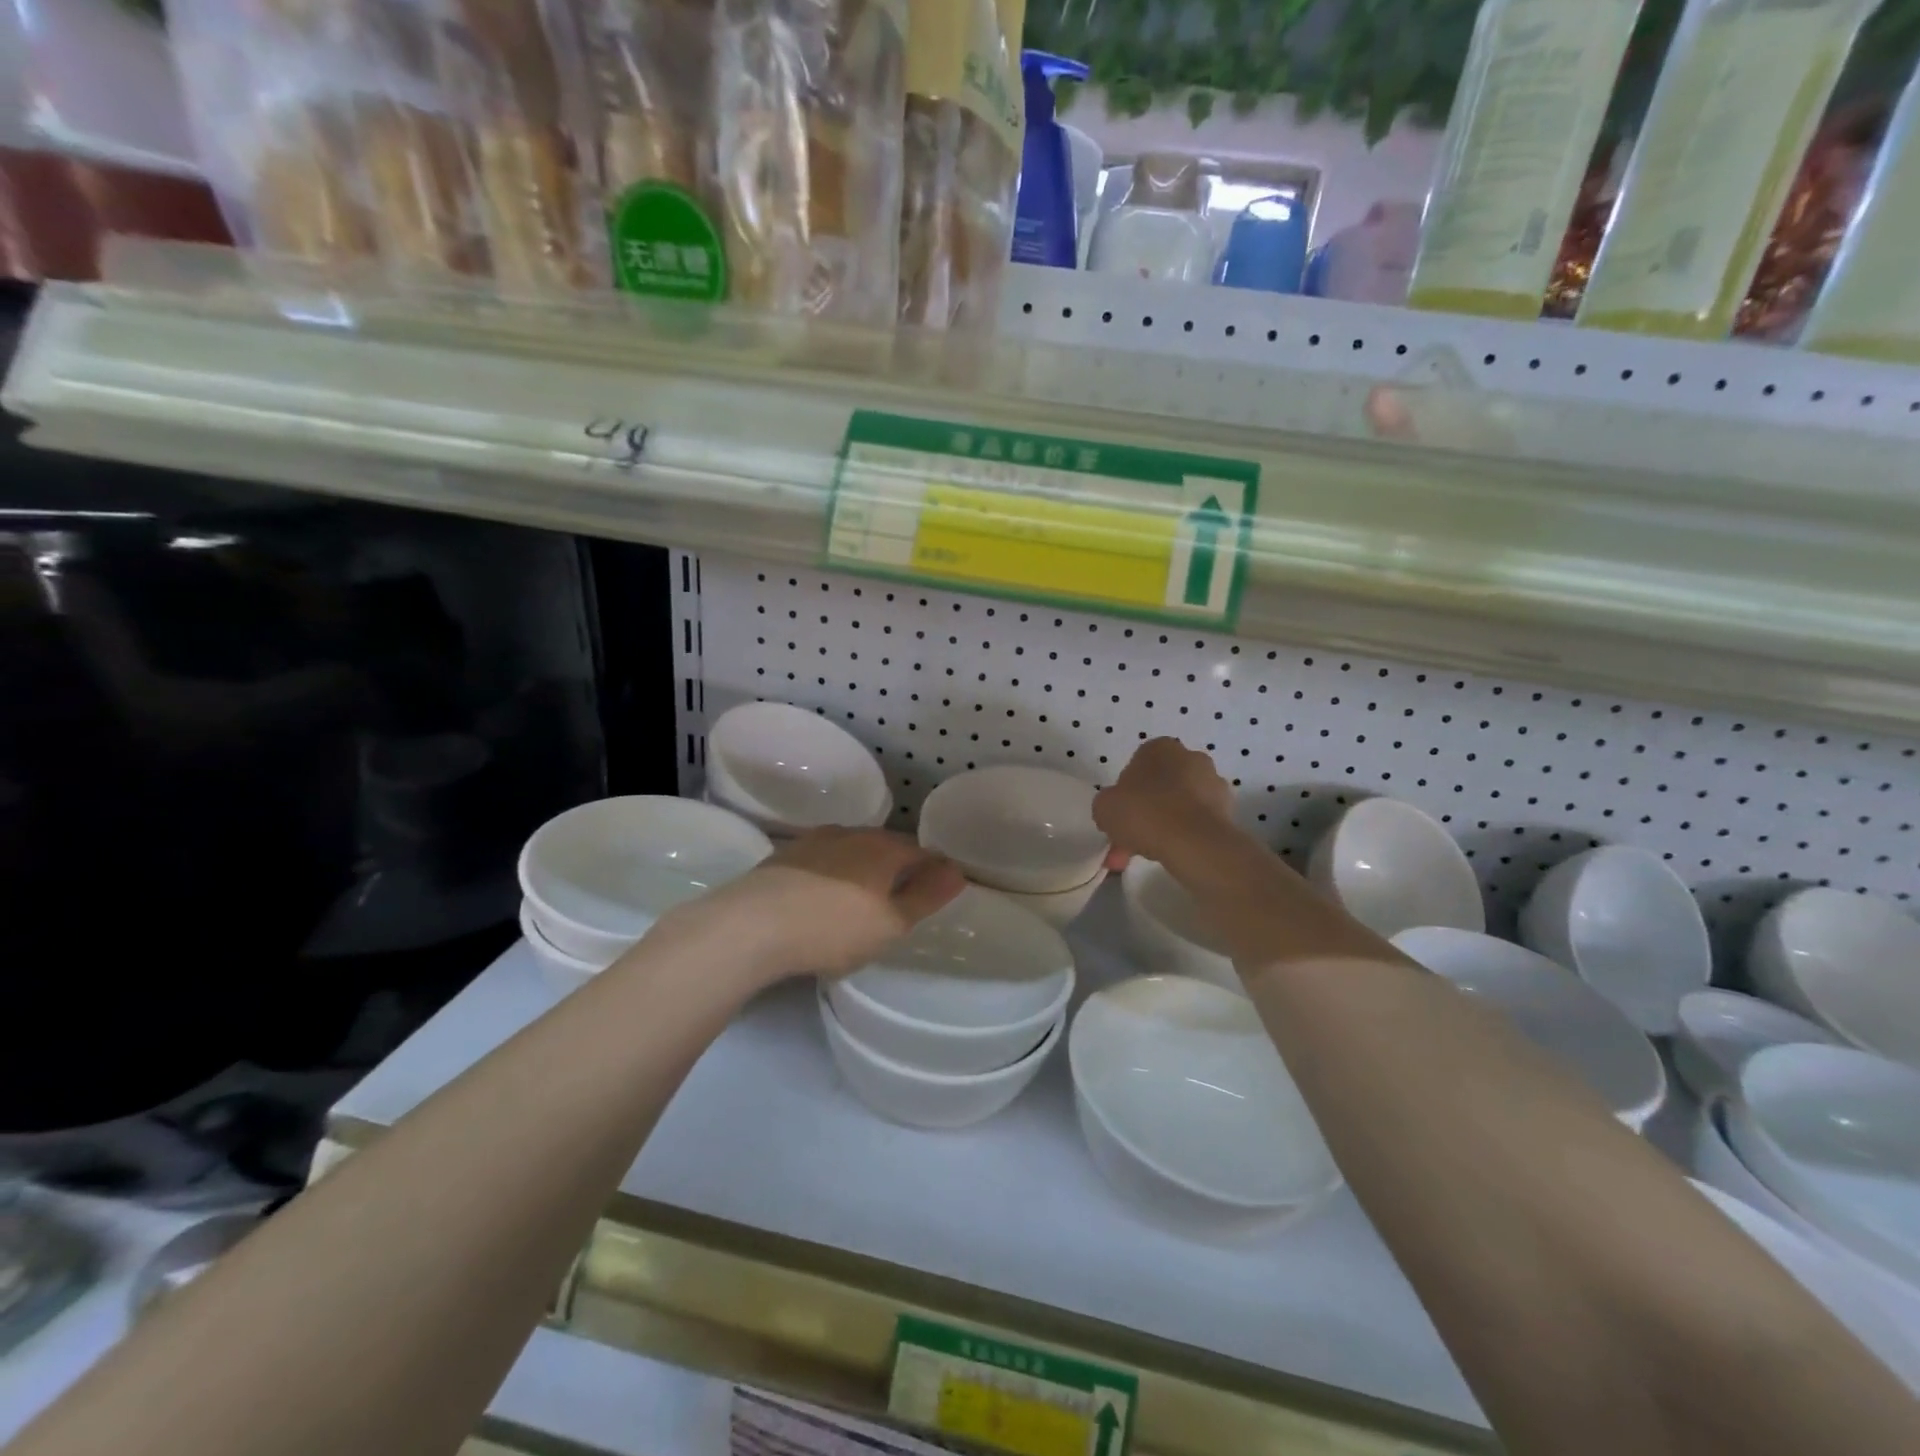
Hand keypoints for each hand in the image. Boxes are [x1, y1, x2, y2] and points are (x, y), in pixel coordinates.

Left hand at [681, 827, 966, 982]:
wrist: (752, 925)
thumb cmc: (833, 928)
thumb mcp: (890, 923)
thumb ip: (925, 896)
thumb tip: (957, 871)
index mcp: (883, 848)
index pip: (921, 852)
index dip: (932, 872)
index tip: (935, 894)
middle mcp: (852, 833)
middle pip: (885, 847)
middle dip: (896, 869)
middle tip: (898, 902)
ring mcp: (814, 841)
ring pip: (851, 851)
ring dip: (861, 871)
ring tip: (859, 901)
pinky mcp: (784, 855)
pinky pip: (821, 862)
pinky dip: (830, 876)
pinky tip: (820, 899)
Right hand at [1094, 737, 1233, 865]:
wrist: (1194, 843)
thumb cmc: (1144, 813)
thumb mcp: (1104, 807)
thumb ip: (1108, 804)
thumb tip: (1117, 812)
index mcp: (1159, 748)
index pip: (1136, 767)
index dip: (1125, 794)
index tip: (1119, 816)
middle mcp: (1190, 757)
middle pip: (1159, 787)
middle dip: (1144, 813)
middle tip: (1129, 841)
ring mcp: (1213, 783)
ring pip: (1178, 806)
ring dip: (1163, 826)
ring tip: (1148, 855)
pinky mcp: (1228, 810)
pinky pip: (1196, 822)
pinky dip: (1184, 836)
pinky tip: (1171, 856)